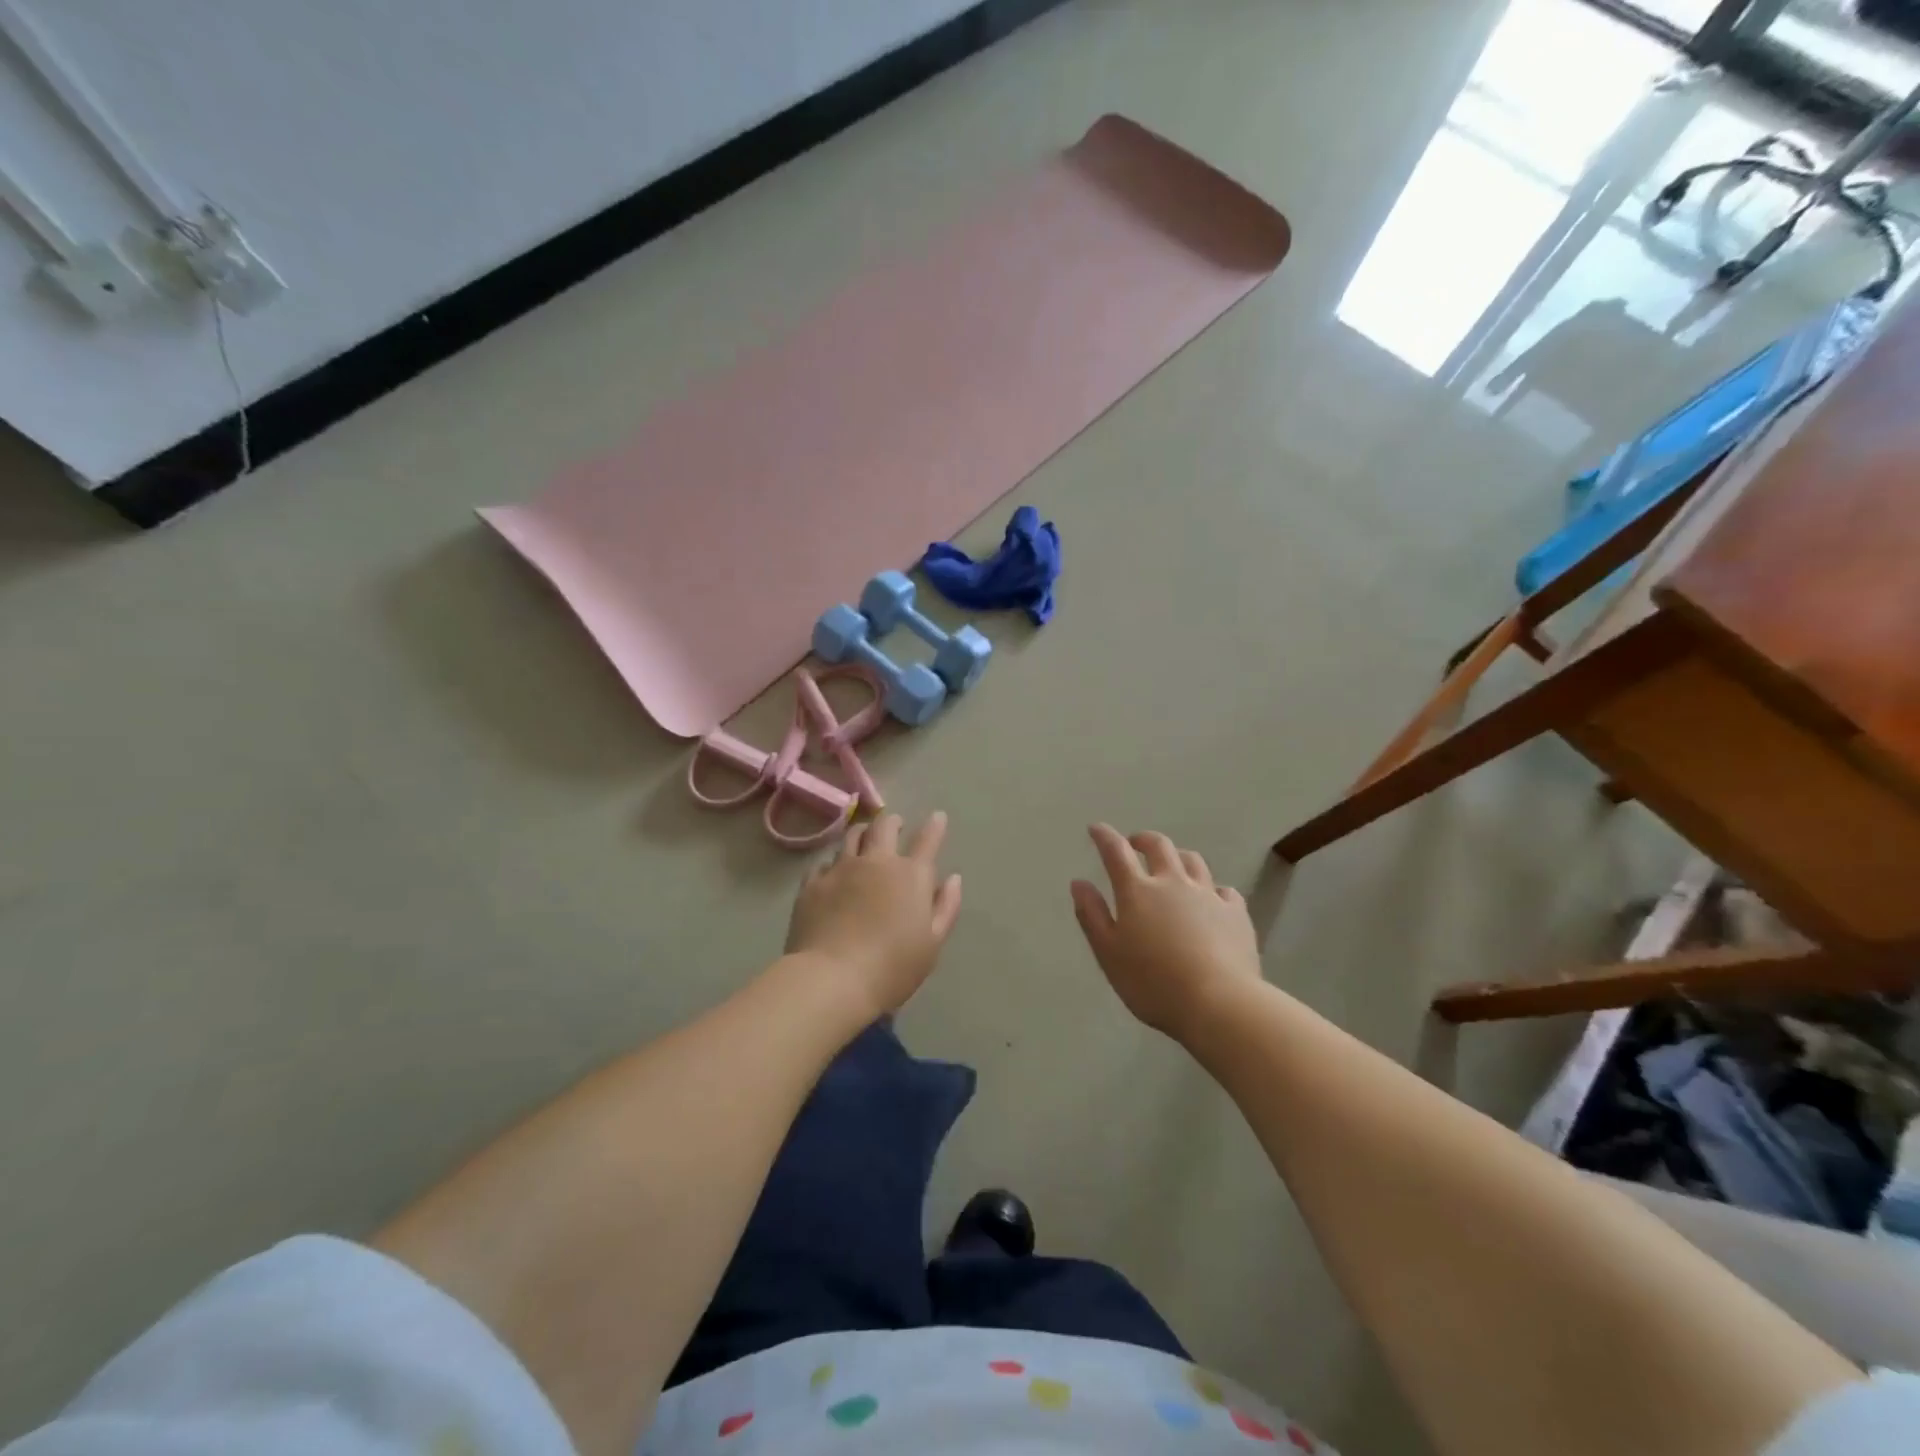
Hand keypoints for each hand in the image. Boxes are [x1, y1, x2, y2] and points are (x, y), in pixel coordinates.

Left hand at [786, 811, 962, 1019]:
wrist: (832, 979)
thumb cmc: (892, 967)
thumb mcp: (932, 943)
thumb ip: (945, 907)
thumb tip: (952, 878)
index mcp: (911, 875)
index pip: (927, 840)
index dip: (935, 826)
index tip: (937, 817)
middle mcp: (876, 862)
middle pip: (885, 827)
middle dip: (893, 822)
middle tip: (896, 825)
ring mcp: (841, 869)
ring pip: (852, 836)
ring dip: (863, 834)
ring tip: (864, 838)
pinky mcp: (813, 883)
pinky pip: (824, 862)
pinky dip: (834, 862)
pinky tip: (834, 870)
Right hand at [1070, 824, 1261, 1040]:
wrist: (1219, 1003)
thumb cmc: (1153, 983)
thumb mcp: (1108, 953)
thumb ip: (1092, 915)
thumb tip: (1079, 882)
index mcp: (1138, 891)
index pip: (1116, 852)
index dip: (1104, 837)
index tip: (1096, 828)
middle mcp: (1173, 883)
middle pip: (1159, 846)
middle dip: (1143, 839)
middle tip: (1135, 844)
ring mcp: (1208, 895)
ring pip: (1193, 861)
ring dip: (1178, 857)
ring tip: (1172, 865)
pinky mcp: (1236, 913)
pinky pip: (1224, 890)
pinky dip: (1213, 889)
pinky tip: (1212, 900)